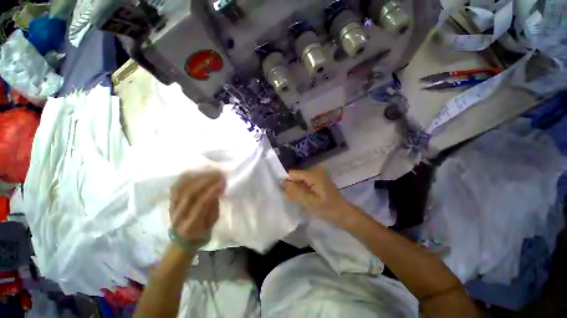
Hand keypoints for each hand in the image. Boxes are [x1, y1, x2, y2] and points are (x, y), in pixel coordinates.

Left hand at [169, 171, 225, 243]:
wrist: (183, 239)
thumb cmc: (201, 232)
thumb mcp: (212, 223)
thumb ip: (214, 206)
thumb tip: (218, 188)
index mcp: (190, 225)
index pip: (200, 205)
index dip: (212, 192)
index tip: (222, 182)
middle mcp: (178, 216)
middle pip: (189, 193)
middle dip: (205, 180)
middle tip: (218, 173)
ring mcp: (172, 207)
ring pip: (181, 187)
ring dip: (197, 176)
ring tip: (210, 170)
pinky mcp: (170, 201)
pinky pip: (176, 185)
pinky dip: (187, 177)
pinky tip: (197, 171)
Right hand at [282, 167, 354, 225]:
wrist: (343, 213)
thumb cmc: (328, 209)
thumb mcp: (310, 202)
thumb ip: (295, 192)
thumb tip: (282, 183)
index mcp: (313, 174)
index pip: (292, 173)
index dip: (287, 183)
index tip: (286, 194)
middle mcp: (314, 171)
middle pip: (296, 176)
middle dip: (293, 187)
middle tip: (294, 199)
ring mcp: (317, 175)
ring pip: (300, 180)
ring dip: (297, 190)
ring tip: (300, 200)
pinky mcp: (318, 180)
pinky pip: (305, 183)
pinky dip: (303, 190)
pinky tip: (305, 198)